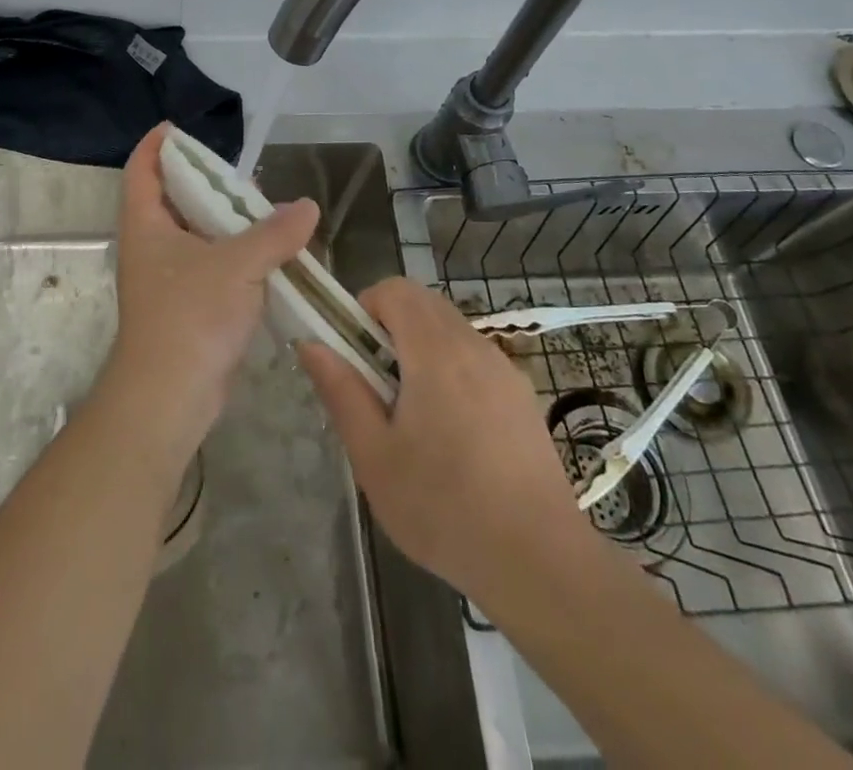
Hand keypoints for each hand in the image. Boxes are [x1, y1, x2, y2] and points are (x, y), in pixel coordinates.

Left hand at [103, 124, 320, 454]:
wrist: (169, 396)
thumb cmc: (190, 316)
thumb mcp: (238, 265)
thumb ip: (275, 233)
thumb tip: (307, 207)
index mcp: (146, 224)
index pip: (143, 169)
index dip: (158, 145)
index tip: (179, 128)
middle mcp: (151, 246)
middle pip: (172, 199)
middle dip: (204, 183)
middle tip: (242, 175)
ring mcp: (167, 278)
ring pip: (195, 235)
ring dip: (225, 222)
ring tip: (263, 210)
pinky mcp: (186, 305)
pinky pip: (210, 266)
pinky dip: (234, 255)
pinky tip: (267, 254)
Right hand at [297, 278, 600, 605]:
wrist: (541, 563)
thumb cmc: (443, 508)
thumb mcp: (374, 456)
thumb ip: (341, 391)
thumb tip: (311, 344)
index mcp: (435, 352)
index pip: (395, 289)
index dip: (366, 308)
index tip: (356, 355)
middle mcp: (473, 346)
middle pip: (424, 303)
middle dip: (391, 327)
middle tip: (377, 385)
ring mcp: (505, 370)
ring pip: (451, 330)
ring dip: (422, 349)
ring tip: (413, 415)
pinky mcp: (523, 396)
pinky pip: (476, 359)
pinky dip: (452, 370)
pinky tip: (454, 435)